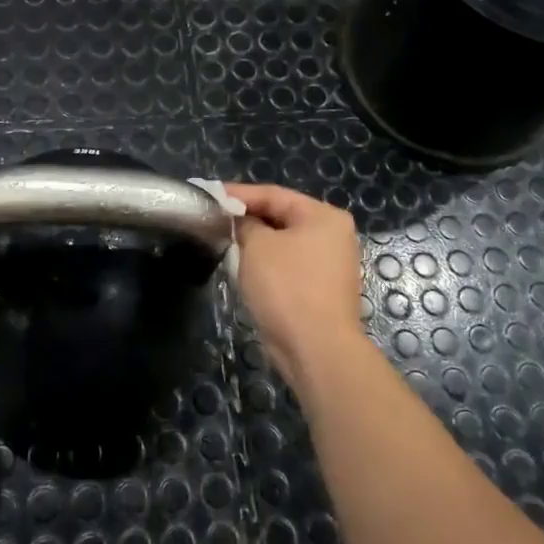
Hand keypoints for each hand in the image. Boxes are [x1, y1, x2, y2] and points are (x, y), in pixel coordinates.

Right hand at [226, 184, 365, 390]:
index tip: (209, 195)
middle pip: (281, 217)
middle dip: (247, 219)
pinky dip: (267, 265)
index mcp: (324, 217)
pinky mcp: (321, 290)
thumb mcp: (257, 246)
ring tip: (225, 241)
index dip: (239, 194)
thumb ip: (245, 224)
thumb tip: (239, 220)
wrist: (316, 349)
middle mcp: (334, 236)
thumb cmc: (287, 288)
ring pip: (284, 244)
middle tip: (215, 218)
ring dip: (256, 244)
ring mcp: (330, 265)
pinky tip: (244, 269)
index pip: (274, 194)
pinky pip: (289, 267)